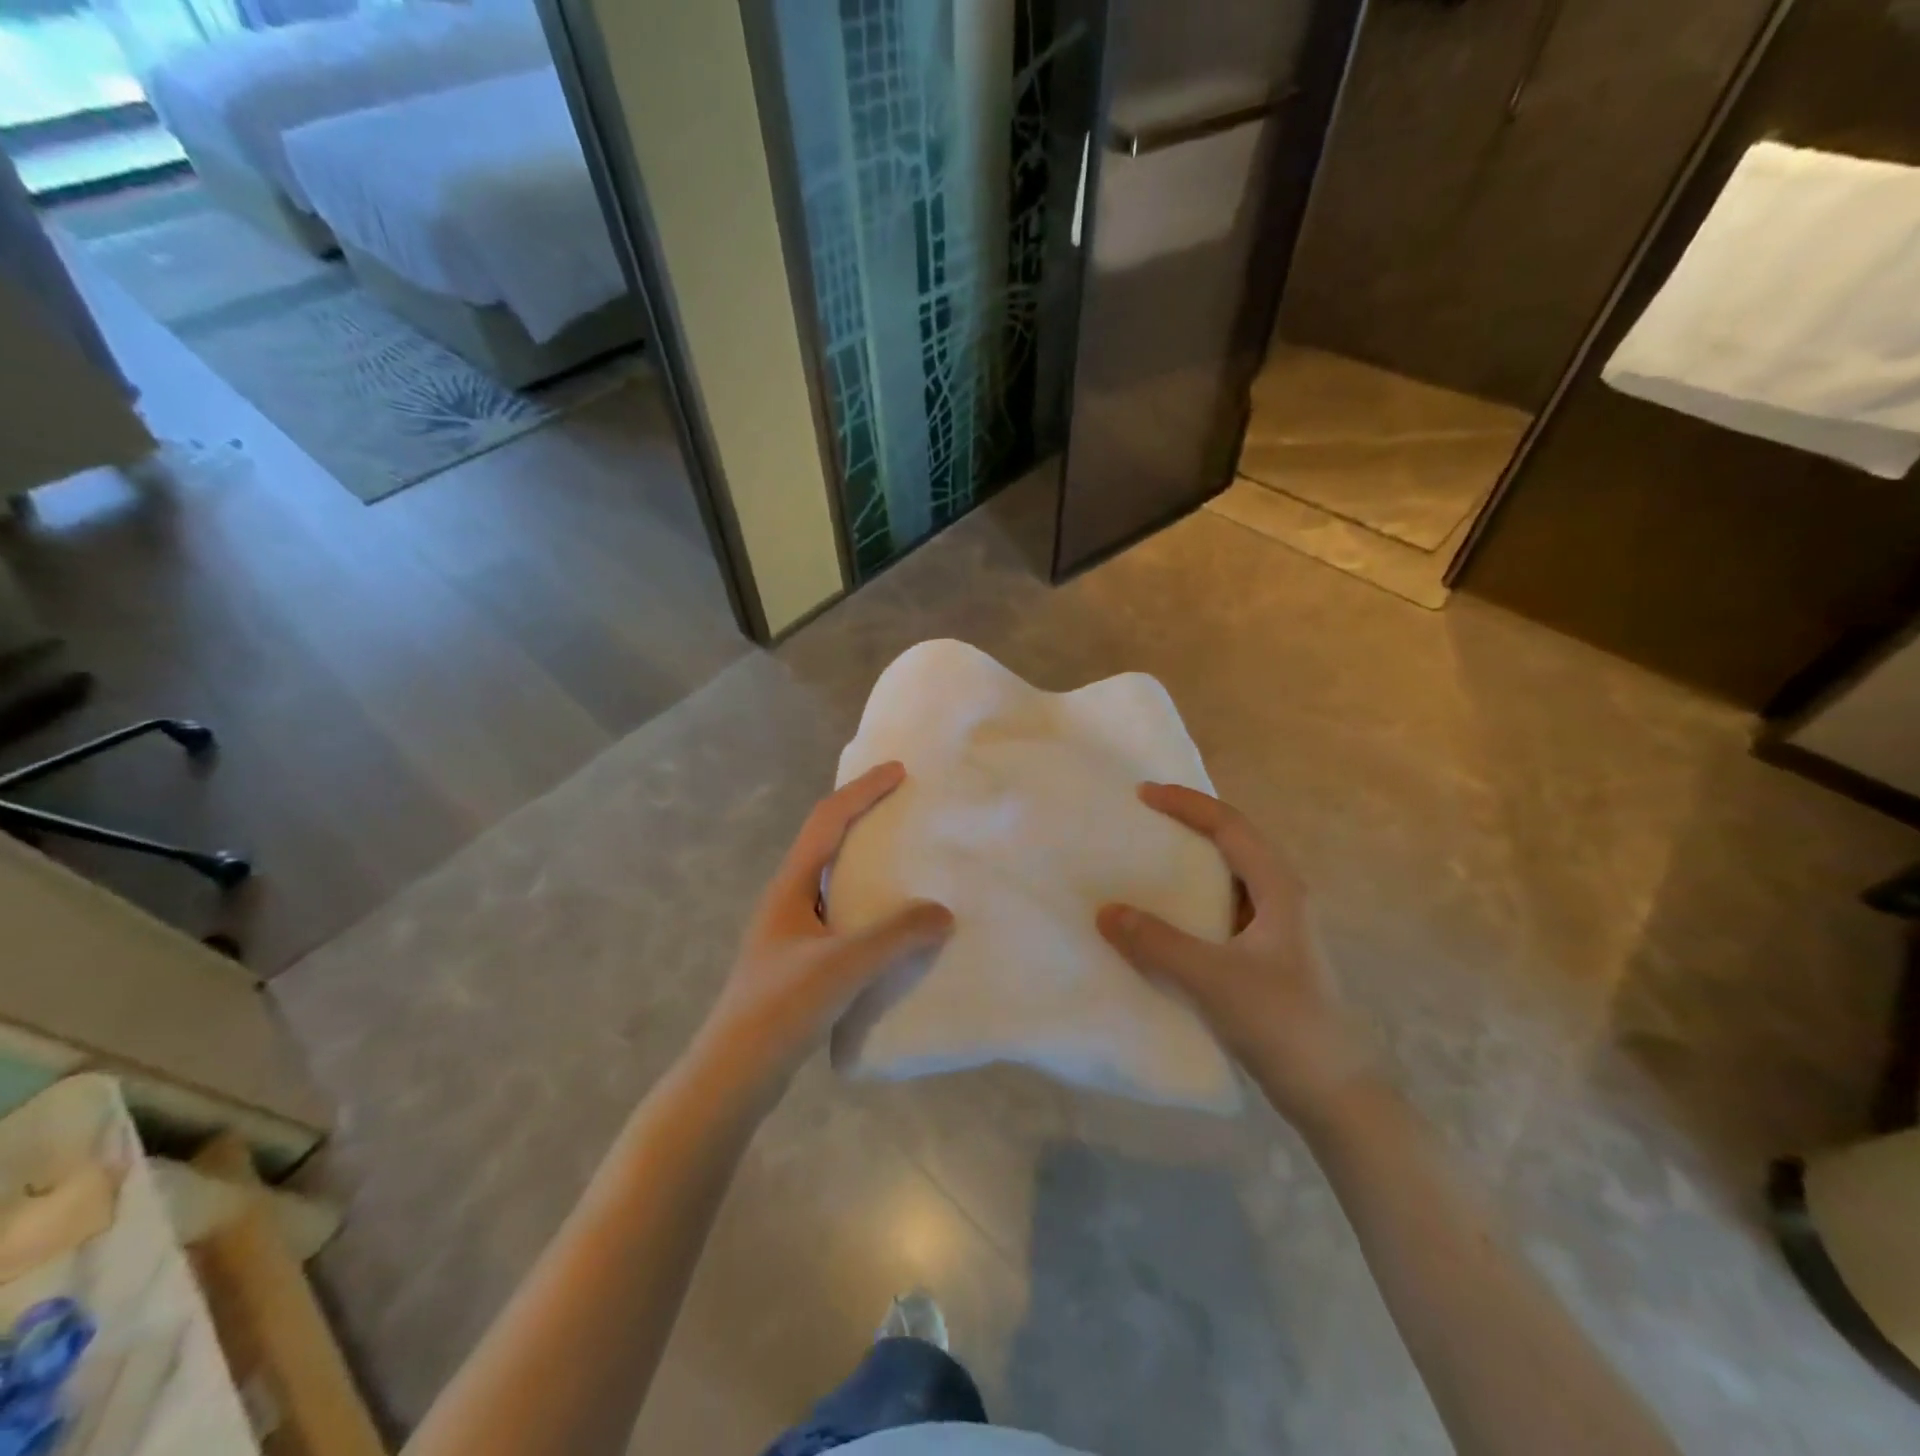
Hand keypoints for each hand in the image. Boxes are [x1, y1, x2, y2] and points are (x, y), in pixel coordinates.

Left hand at [693, 762, 952, 1090]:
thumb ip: (896, 936)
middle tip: (905, 807)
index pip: (828, 820)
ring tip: (906, 859)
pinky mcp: (799, 960)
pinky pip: (840, 913)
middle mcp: (788, 898)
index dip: (863, 791)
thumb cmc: (781, 1008)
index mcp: (790, 885)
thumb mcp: (844, 966)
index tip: (899, 771)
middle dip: (864, 816)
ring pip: (833, 878)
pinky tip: (891, 924)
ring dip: (866, 860)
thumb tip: (944, 912)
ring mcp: (791, 931)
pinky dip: (868, 902)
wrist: (733, 1074)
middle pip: (827, 841)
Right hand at [1097, 783, 1372, 1125]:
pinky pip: (1223, 910)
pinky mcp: (1268, 956)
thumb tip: (1106, 911)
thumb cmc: (1282, 1024)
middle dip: (1190, 824)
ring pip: (1230, 877)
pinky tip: (1166, 917)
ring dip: (1192, 862)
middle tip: (1143, 819)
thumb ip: (1157, 943)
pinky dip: (1193, 900)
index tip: (1143, 794)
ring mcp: (1278, 929)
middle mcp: (1283, 899)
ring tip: (1147, 859)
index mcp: (1280, 889)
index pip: (1231, 826)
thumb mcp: (1213, 980)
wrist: (1334, 1094)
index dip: (1187, 804)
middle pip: (1234, 843)